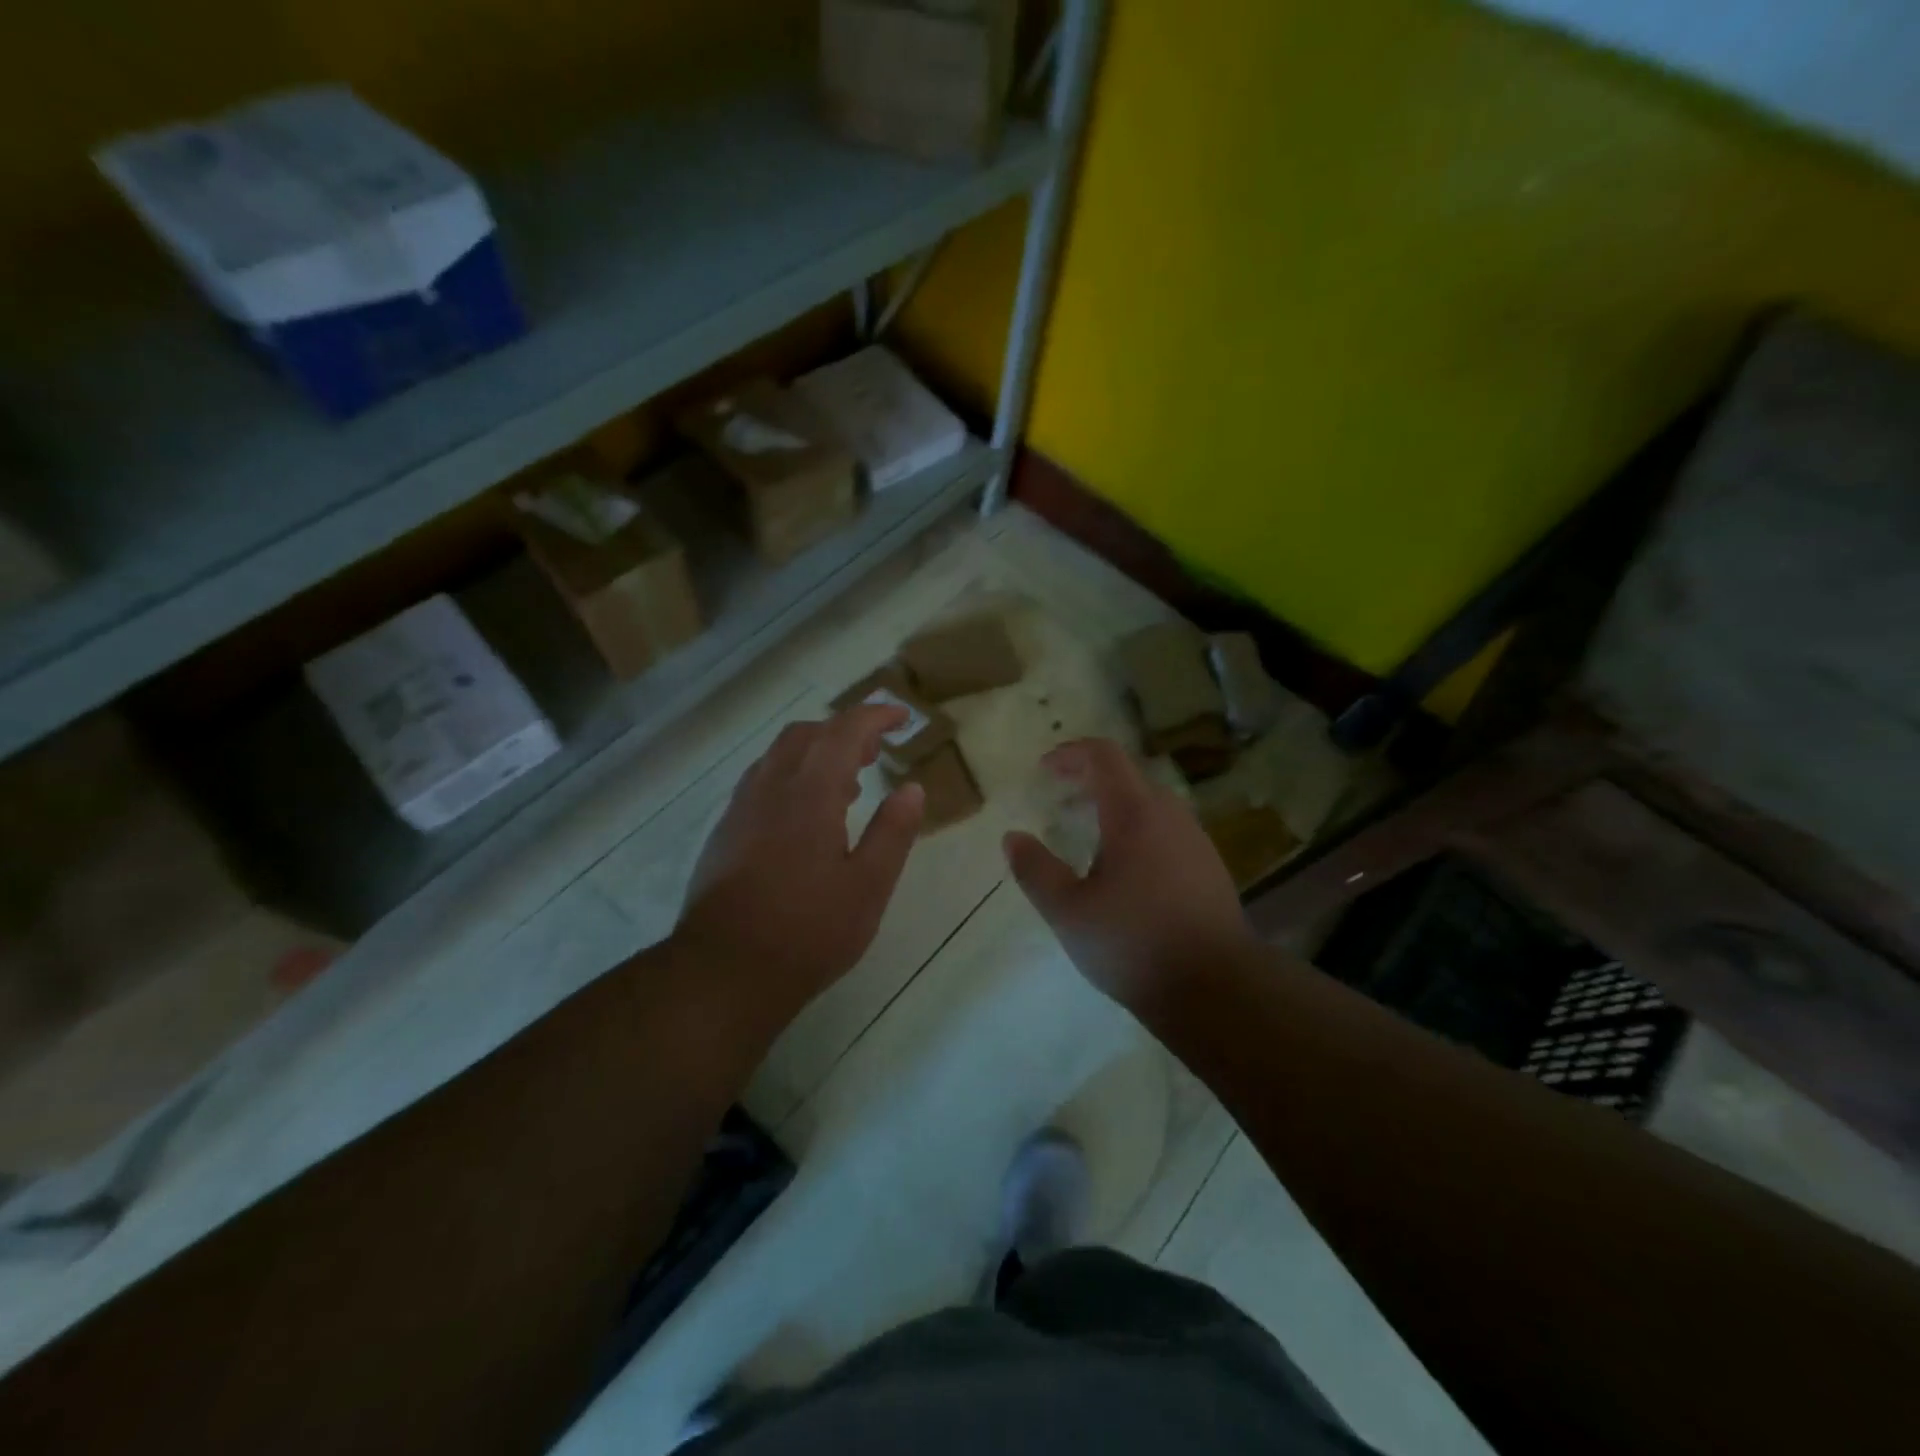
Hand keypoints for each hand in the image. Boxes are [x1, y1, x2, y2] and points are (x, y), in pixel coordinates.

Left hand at [674, 705, 924, 1030]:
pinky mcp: (723, 835)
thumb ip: (892, 832)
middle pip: (804, 735)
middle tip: (874, 752)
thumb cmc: (808, 931)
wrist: (724, 971)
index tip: (901, 717)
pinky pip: (760, 783)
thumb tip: (911, 789)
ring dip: (814, 754)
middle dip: (843, 732)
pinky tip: (803, 818)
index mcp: (809, 794)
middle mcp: (770, 789)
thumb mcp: (868, 886)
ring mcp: (740, 811)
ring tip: (846, 785)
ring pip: (777, 757)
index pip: (843, 732)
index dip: (874, 716)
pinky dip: (790, 778)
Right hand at [1004, 739, 1254, 1011]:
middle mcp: (1171, 815)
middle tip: (1060, 805)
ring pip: (1152, 806)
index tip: (1044, 770)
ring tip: (1089, 839)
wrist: (1218, 989)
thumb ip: (1035, 870)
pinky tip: (1127, 873)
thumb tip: (1012, 838)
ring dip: (1116, 808)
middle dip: (1090, 781)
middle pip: (1129, 777)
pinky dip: (1140, 832)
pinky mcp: (1210, 868)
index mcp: (1135, 813)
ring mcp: (1196, 841)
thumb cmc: (1134, 943)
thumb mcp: (1069, 911)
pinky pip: (1168, 832)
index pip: (1104, 756)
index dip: (1071, 753)